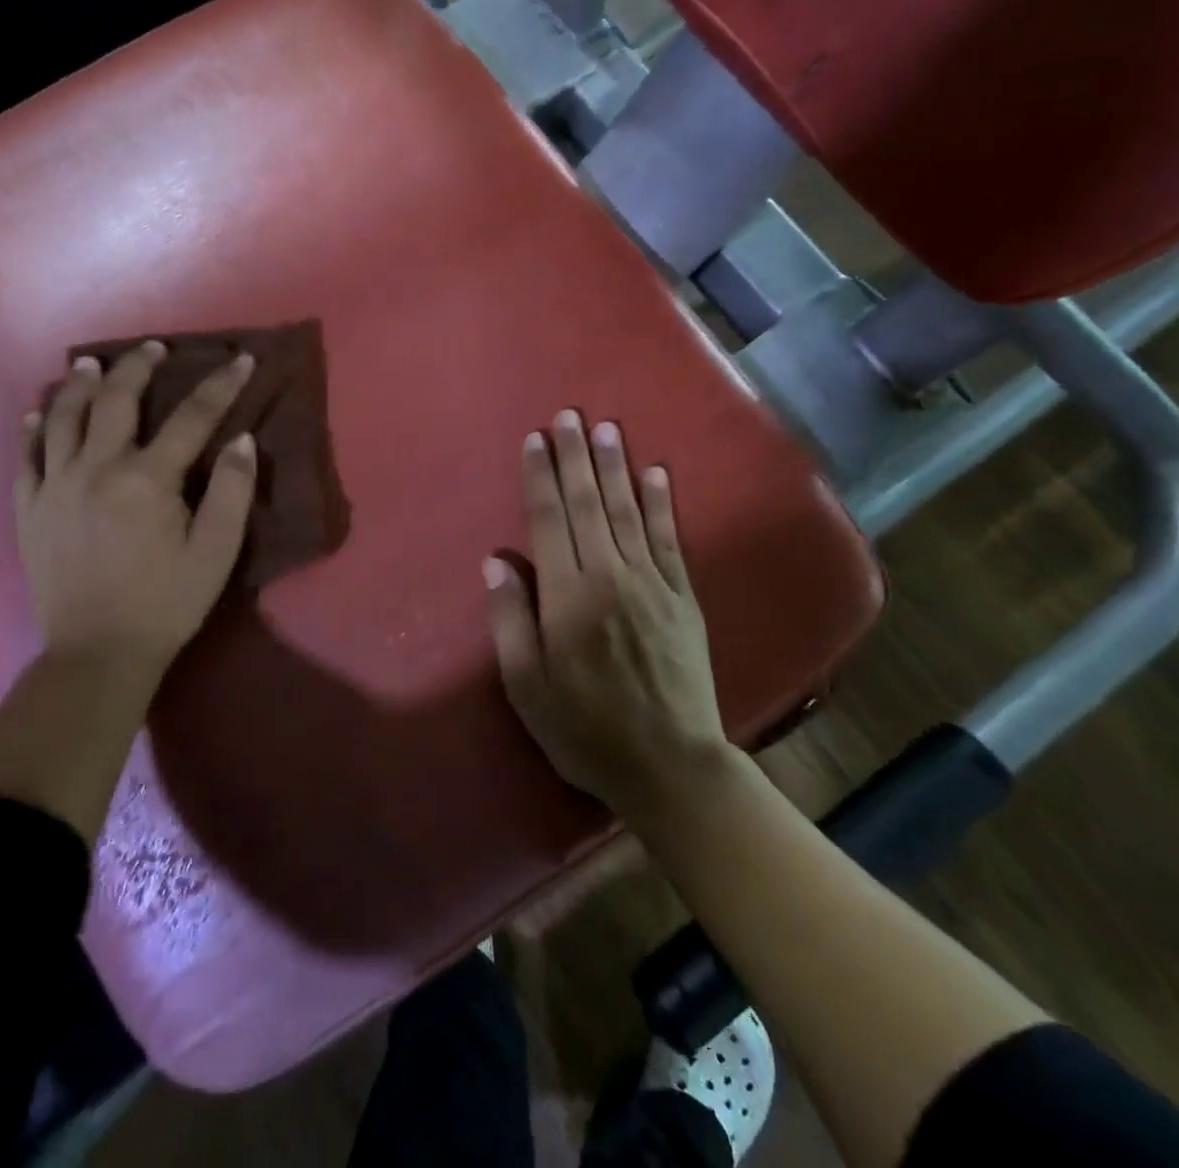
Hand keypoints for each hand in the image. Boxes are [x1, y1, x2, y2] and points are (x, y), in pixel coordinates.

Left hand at [17, 341, 257, 680]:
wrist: (97, 652)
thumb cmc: (167, 602)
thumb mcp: (216, 552)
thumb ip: (232, 491)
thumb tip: (243, 439)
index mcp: (148, 478)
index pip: (192, 417)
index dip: (220, 385)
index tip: (240, 359)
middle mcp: (96, 468)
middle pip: (117, 400)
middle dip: (139, 366)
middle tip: (153, 347)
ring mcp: (55, 485)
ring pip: (63, 417)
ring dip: (80, 384)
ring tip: (91, 364)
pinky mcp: (29, 508)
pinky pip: (25, 455)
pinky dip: (32, 427)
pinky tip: (38, 411)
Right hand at [484, 410, 730, 825]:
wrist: (670, 764)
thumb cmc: (584, 730)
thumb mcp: (526, 686)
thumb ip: (510, 619)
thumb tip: (496, 562)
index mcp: (566, 596)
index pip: (548, 519)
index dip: (539, 475)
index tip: (535, 439)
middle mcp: (609, 576)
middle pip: (588, 503)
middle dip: (576, 456)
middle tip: (570, 414)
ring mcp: (652, 583)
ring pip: (628, 511)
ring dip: (615, 467)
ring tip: (607, 428)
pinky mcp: (683, 597)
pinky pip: (670, 539)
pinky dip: (662, 504)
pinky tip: (657, 473)